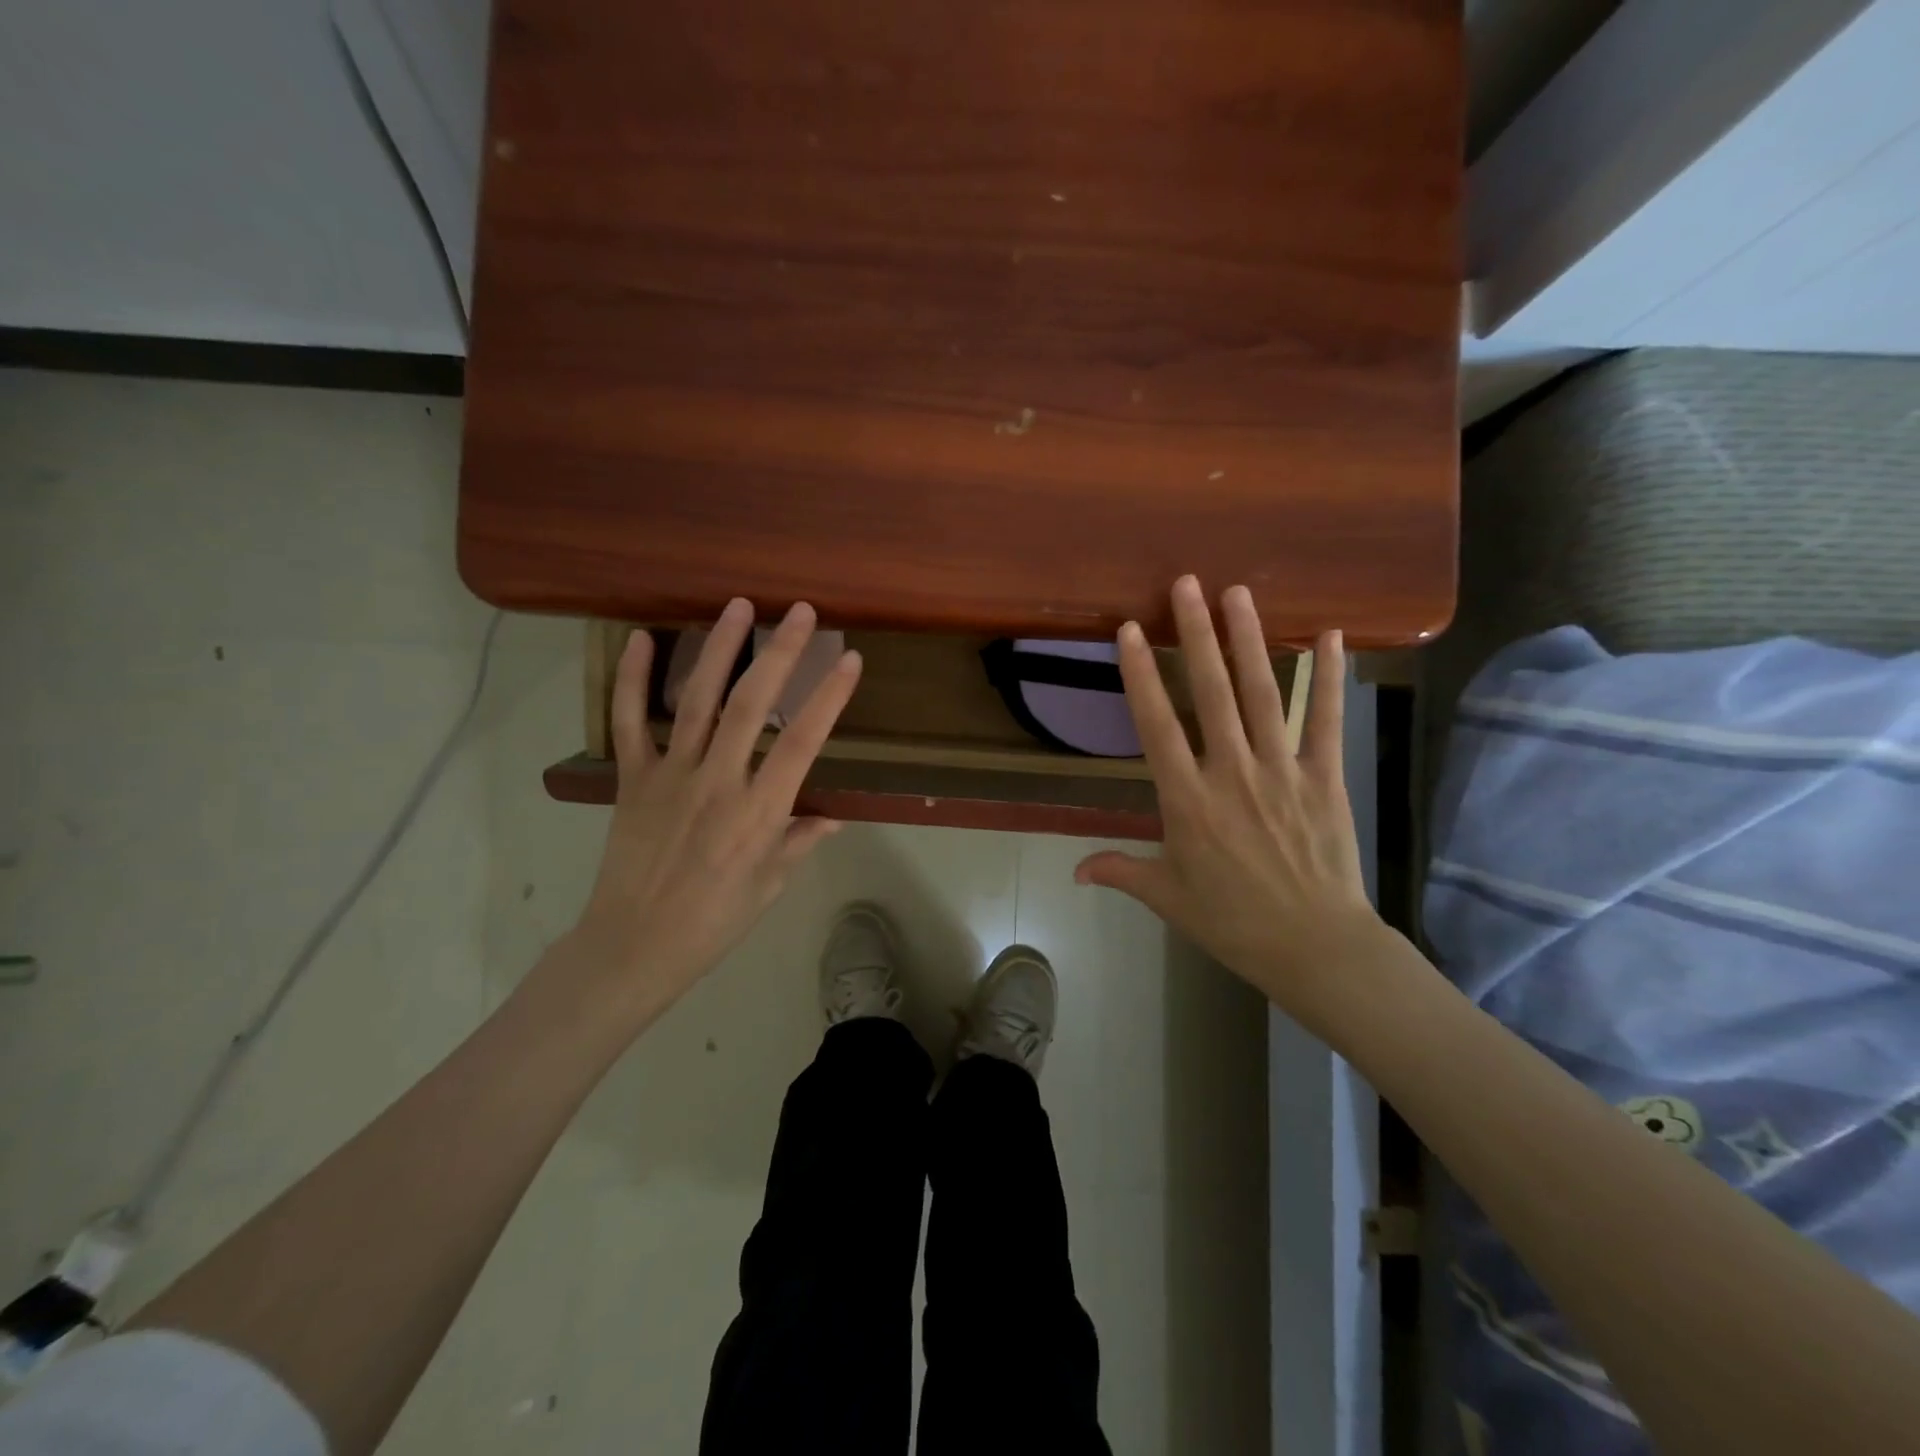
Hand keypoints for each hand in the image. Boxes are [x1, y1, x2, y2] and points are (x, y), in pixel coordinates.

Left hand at [565, 598, 861, 1023]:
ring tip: (738, 607)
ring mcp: (670, 775)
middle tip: (800, 613)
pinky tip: (639, 639)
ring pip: (696, 700)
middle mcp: (717, 782)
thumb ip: (800, 839)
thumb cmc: (715, 921)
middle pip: (751, 705)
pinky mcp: (632, 778)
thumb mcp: (771, 884)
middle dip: (779, 653)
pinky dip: (631, 680)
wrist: (635, 946)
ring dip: (719, 649)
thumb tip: (834, 815)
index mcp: (758, 812)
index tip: (848, 659)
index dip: (827, 698)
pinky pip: (628, 722)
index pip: (801, 743)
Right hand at [1074, 576, 1386, 1025]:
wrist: (1315, 947)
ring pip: (1263, 694)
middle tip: (1188, 583)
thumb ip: (1120, 871)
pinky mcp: (1324, 777)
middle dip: (1197, 634)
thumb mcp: (1167, 897)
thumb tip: (1073, 872)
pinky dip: (1328, 678)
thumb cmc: (1233, 922)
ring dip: (1250, 640)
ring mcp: (1281, 770)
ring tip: (1240, 592)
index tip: (1130, 629)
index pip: (1156, 724)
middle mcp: (1231, 772)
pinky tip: (1328, 636)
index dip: (1141, 674)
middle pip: (1211, 692)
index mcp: (1187, 800)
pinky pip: (1326, 720)